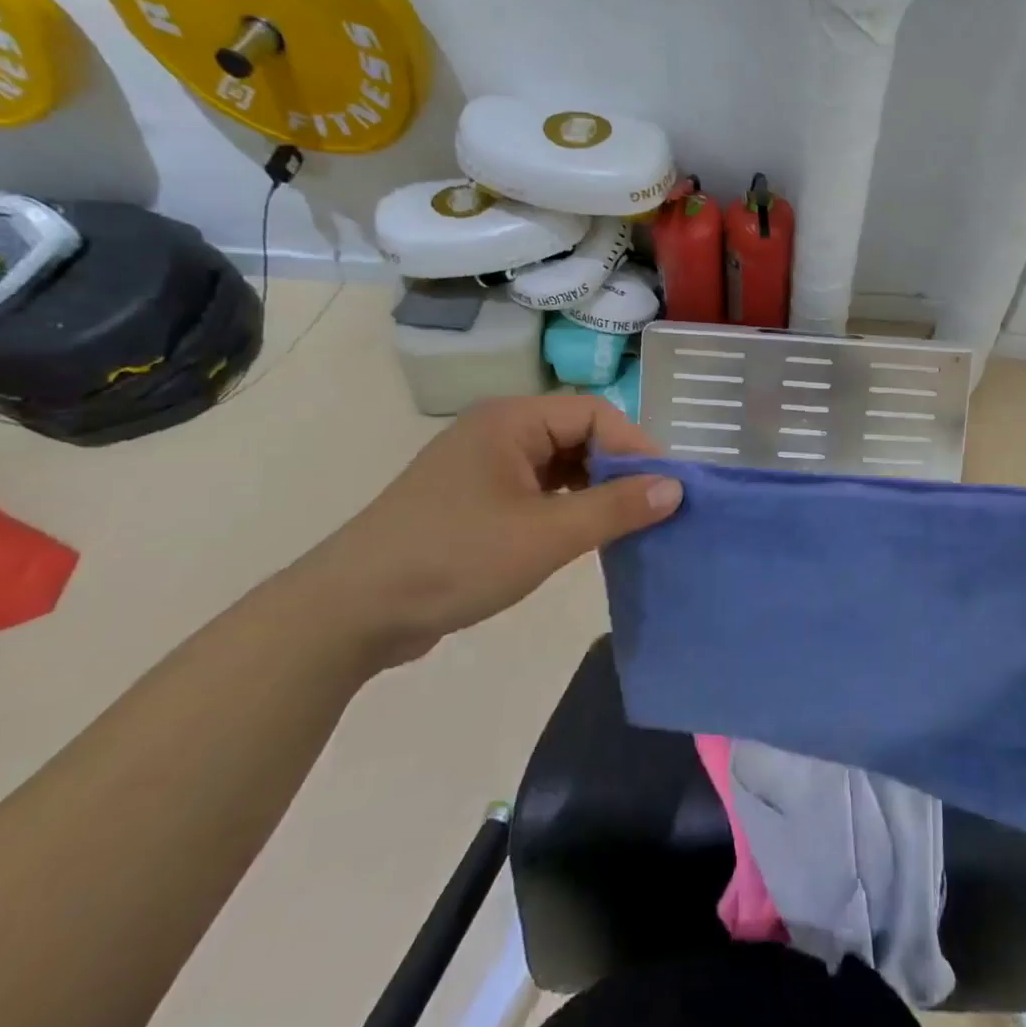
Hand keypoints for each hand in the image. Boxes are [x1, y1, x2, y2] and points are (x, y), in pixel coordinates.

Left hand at [286, 396, 681, 668]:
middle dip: (617, 469)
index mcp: (512, 420)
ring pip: (558, 464)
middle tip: (648, 511)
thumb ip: (616, 507)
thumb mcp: (547, 535)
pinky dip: (565, 507)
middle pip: (578, 435)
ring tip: (621, 527)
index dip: (636, 446)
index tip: (665, 489)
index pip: (595, 413)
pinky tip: (580, 536)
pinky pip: (536, 489)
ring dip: (593, 491)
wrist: (349, 613)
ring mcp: (482, 465)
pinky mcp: (473, 499)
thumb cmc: (455, 558)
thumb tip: (676, 487)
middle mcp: (498, 431)